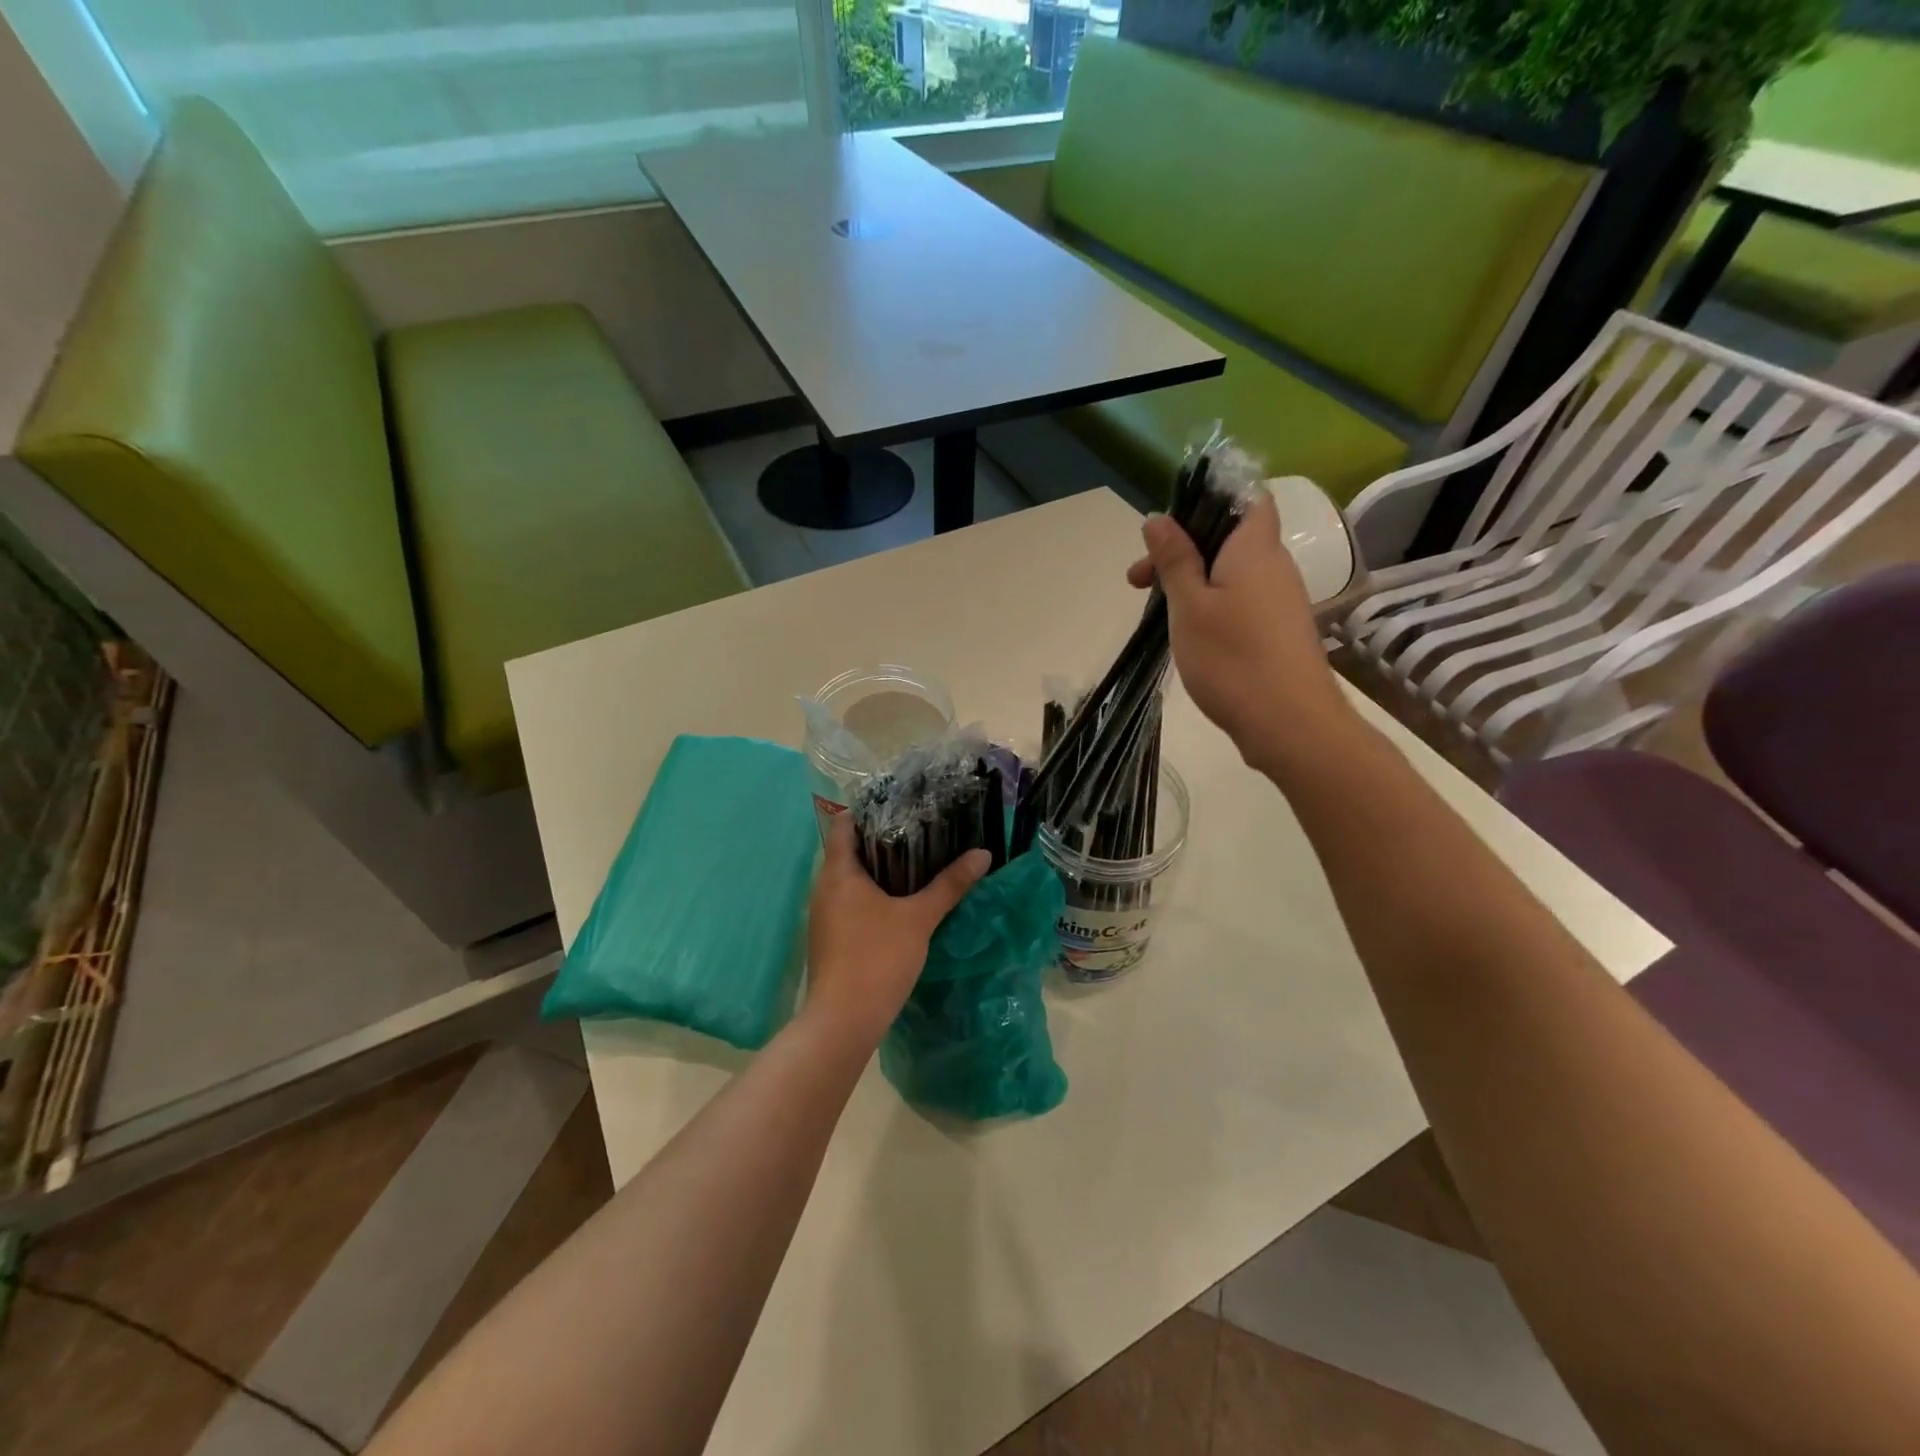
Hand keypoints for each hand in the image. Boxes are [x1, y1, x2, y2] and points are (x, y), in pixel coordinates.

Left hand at [803, 815, 989, 1045]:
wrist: (844, 1021)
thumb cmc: (877, 957)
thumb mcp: (919, 918)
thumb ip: (949, 885)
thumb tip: (983, 853)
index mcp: (838, 872)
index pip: (843, 824)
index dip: (868, 811)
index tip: (900, 805)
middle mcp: (823, 888)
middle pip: (848, 850)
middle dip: (880, 840)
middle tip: (919, 830)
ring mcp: (823, 915)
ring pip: (849, 879)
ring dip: (877, 870)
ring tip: (916, 862)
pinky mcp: (830, 938)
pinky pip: (849, 902)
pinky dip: (871, 895)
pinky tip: (900, 902)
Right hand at [1128, 489, 1354, 768]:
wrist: (1289, 723)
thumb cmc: (1232, 657)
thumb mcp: (1189, 606)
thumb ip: (1174, 560)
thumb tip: (1159, 518)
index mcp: (1255, 548)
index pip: (1248, 498)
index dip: (1210, 501)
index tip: (1168, 526)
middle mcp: (1275, 567)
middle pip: (1229, 539)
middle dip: (1182, 551)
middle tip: (1138, 582)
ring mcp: (1280, 602)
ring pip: (1231, 574)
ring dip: (1192, 582)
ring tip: (1156, 611)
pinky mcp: (1278, 633)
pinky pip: (1240, 602)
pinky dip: (1211, 606)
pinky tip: (1188, 634)